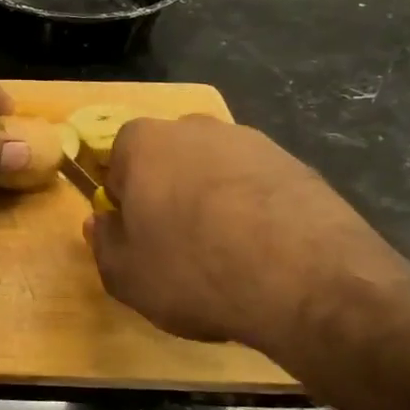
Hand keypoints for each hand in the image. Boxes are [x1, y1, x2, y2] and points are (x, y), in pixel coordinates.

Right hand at [84, 116, 409, 364]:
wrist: (308, 281)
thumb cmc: (194, 271)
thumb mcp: (125, 275)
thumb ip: (103, 243)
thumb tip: (101, 223)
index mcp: (142, 142)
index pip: (116, 164)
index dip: (122, 203)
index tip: (136, 237)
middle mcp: (195, 127)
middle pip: (167, 161)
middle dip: (167, 194)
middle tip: (177, 246)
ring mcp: (252, 141)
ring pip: (214, 172)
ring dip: (212, 202)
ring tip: (227, 255)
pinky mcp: (297, 164)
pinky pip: (257, 186)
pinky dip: (254, 211)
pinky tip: (264, 253)